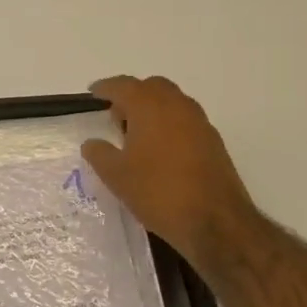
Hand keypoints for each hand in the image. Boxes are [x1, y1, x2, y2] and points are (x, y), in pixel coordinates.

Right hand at [81, 75, 260, 269]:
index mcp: (150, 106)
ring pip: (172, 102)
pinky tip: (160, 151)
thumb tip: (92, 142)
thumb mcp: (116, 176)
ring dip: (153, 110)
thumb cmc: (158, 191)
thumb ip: (99, 154)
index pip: (123, 85)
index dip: (106, 88)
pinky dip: (169, 125)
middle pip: (151, 87)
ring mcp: (199, 122)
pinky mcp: (213, 141)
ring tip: (136, 136)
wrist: (215, 221)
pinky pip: (185, 121)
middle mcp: (177, 105)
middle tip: (116, 117)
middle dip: (132, 96)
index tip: (93, 94)